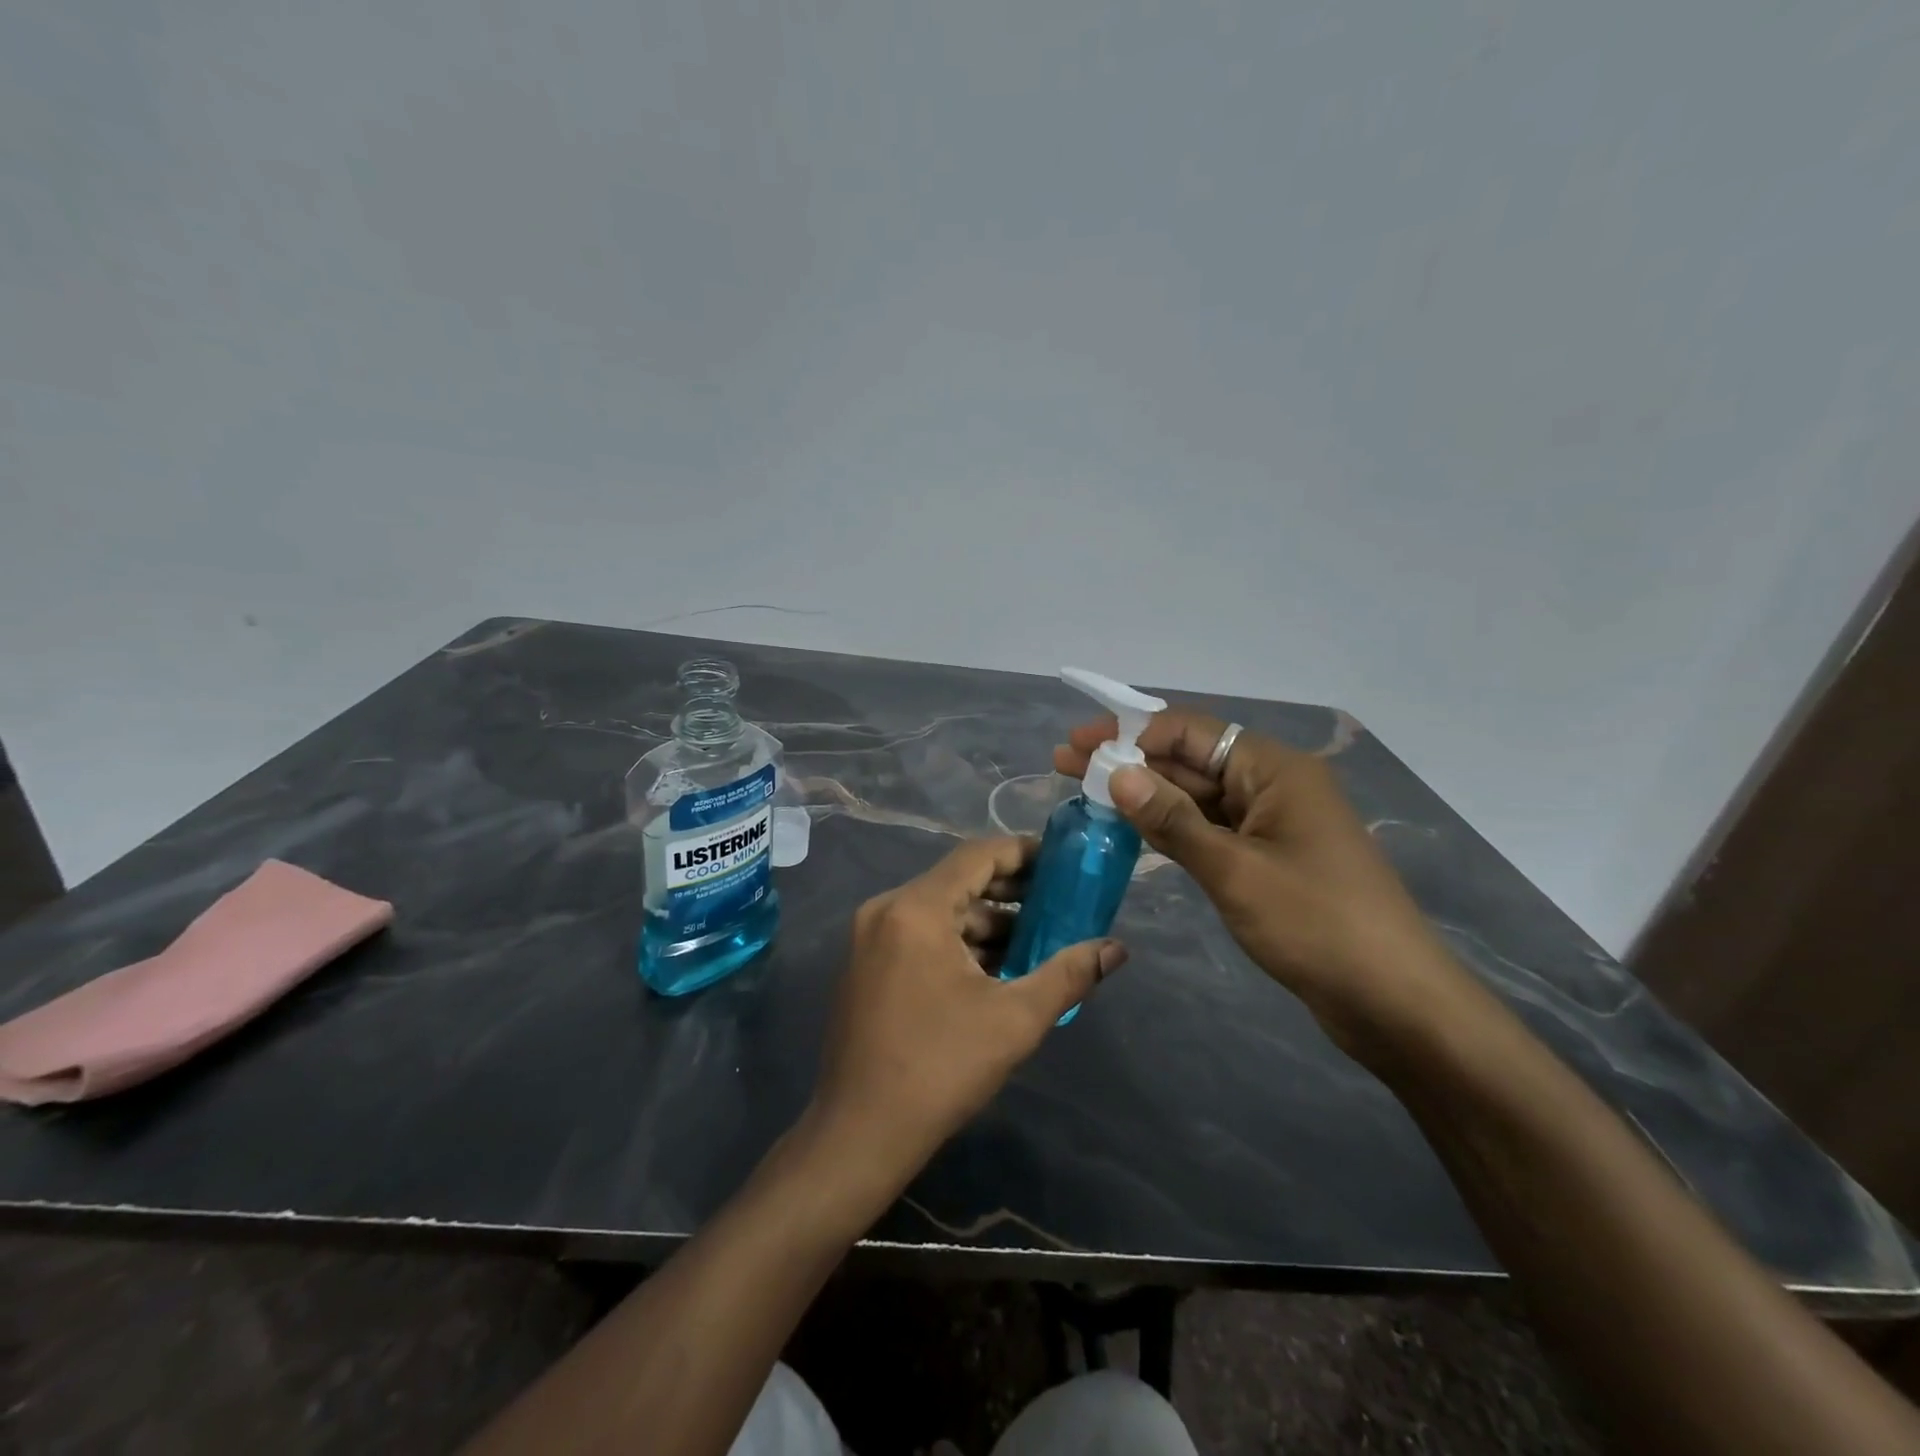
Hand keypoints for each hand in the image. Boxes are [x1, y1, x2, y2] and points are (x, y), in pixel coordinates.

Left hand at [810, 836, 1128, 1186]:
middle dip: (1012, 893)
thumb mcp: (1014, 1020)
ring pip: (940, 912)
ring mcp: (870, 937)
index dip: (1023, 853)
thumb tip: (1116, 948)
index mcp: (915, 908)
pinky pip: (921, 935)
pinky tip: (995, 969)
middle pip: (958, 881)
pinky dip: (959, 943)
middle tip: (1060, 904)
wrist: (858, 1134)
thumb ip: (1068, 975)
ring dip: (987, 923)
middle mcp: (886, 909)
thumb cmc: (940, 1069)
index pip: (977, 856)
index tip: (1062, 864)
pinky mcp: (866, 964)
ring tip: (1037, 943)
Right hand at [1054, 711, 1477, 1055]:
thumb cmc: (1316, 925)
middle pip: (1189, 760)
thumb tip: (1117, 774)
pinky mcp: (1267, 859)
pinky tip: (1131, 828)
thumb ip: (1172, 821)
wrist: (1394, 1001)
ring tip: (1086, 792)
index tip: (1078, 742)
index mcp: (1274, 770)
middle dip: (1129, 761)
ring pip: (1197, 796)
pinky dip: (1171, 826)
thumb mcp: (1235, 870)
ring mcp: (1271, 824)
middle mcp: (1272, 785)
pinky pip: (1210, 829)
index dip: (1129, 732)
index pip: (1190, 731)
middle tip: (1065, 764)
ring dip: (1145, 794)